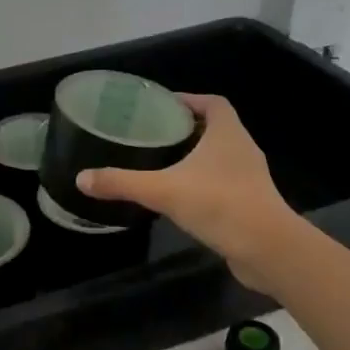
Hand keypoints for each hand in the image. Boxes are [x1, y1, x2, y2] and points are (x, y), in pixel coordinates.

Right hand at [78, 94, 301, 291]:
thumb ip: (122, 183)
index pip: (213, 103)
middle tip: (154, 135)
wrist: (267, 250)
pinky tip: (181, 197)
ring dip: (196, 157)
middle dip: (188, 129)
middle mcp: (243, 149)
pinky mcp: (251, 204)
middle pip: (216, 128)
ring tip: (163, 164)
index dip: (190, 100)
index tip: (164, 106)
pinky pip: (224, 184)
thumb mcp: (163, 190)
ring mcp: (250, 178)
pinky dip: (204, 184)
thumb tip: (82, 178)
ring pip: (220, 158)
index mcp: (227, 133)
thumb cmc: (218, 204)